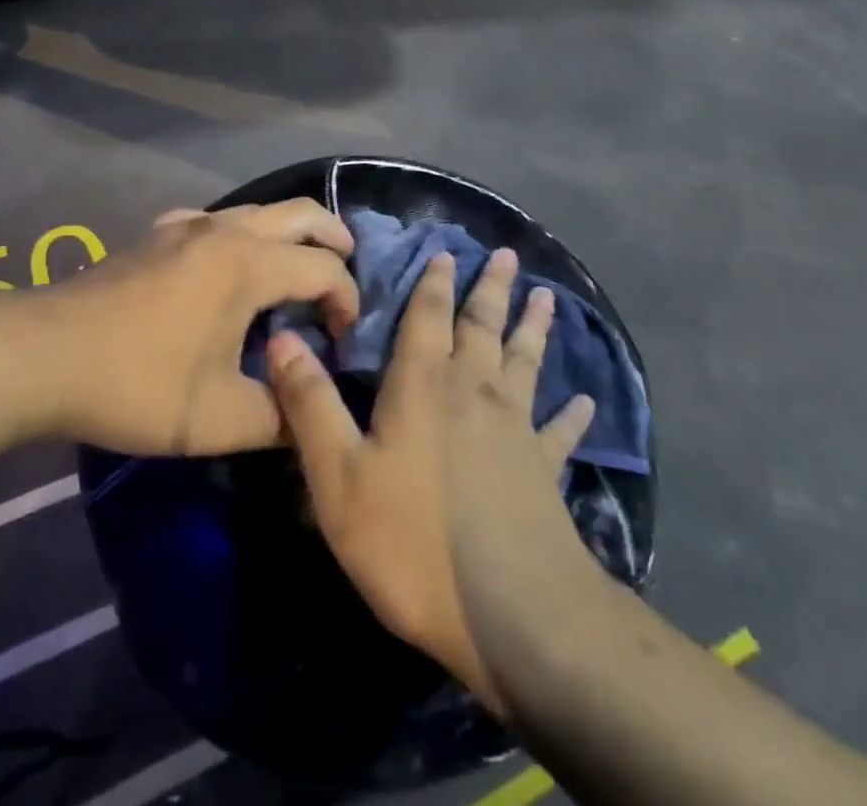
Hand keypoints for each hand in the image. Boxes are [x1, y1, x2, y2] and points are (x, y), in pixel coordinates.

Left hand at [30, 200, 356, 455]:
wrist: (43, 355)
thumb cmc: (138, 383)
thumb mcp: (219, 419)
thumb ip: (280, 418)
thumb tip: (308, 415)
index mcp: (250, 265)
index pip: (325, 269)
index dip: (347, 300)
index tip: (343, 339)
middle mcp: (226, 232)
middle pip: (301, 213)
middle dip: (335, 238)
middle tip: (347, 270)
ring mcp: (186, 227)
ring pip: (256, 210)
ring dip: (288, 233)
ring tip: (295, 269)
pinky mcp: (156, 235)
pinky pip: (212, 220)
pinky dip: (237, 233)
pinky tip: (223, 264)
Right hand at [266, 248, 593, 707]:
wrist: (513, 615)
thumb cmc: (414, 543)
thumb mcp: (339, 477)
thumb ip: (310, 404)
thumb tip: (281, 336)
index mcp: (423, 386)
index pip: (427, 317)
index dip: (434, 282)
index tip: (446, 251)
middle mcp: (473, 392)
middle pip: (482, 326)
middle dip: (490, 288)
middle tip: (505, 253)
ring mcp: (516, 430)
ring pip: (525, 362)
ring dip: (533, 328)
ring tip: (547, 296)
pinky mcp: (544, 471)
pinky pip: (560, 432)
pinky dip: (571, 415)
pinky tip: (585, 401)